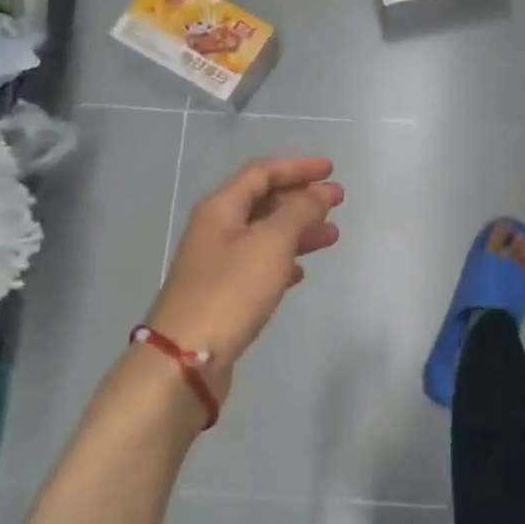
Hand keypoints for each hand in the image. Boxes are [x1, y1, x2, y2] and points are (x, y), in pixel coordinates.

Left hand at [142, 156, 343, 402]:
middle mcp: (216, 229)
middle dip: (301, 198)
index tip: (331, 169)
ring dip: (298, 230)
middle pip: (262, 202)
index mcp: (221, 208)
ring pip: (264, 235)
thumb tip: (320, 191)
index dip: (297, 167)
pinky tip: (301, 271)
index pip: (262, 172)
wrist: (186, 356)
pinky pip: (259, 265)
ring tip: (332, 236)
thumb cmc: (231, 290)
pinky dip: (283, 261)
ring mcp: (217, 262)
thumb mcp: (271, 243)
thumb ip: (299, 211)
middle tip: (337, 200)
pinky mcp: (223, 292)